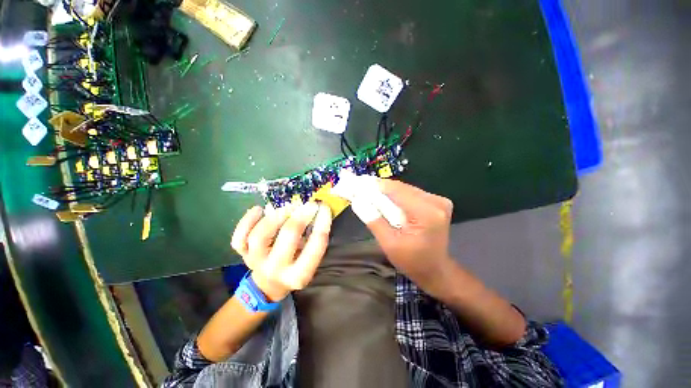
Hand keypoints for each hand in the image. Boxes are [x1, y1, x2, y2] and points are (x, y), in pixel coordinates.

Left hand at [231, 202, 332, 301]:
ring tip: (286, 207)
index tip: (324, 207)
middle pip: (288, 237)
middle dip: (301, 216)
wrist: (269, 284)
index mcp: (299, 274)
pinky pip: (239, 237)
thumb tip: (316, 211)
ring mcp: (256, 261)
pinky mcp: (242, 254)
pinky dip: (247, 221)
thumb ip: (313, 239)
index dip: (323, 223)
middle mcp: (277, 269)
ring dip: (275, 217)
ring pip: (260, 235)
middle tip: (308, 204)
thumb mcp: (310, 260)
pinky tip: (258, 209)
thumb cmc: (295, 267)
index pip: (316, 246)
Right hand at [352, 180, 453, 289]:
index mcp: (427, 213)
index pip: (396, 191)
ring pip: (405, 189)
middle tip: (359, 186)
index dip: (375, 185)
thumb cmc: (412, 262)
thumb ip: (374, 221)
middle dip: (379, 188)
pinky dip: (395, 195)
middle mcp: (436, 202)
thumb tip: (357, 200)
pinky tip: (382, 197)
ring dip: (386, 190)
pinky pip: (410, 194)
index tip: (357, 182)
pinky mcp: (436, 202)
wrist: (435, 270)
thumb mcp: (389, 244)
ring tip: (367, 190)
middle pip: (401, 188)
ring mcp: (438, 201)